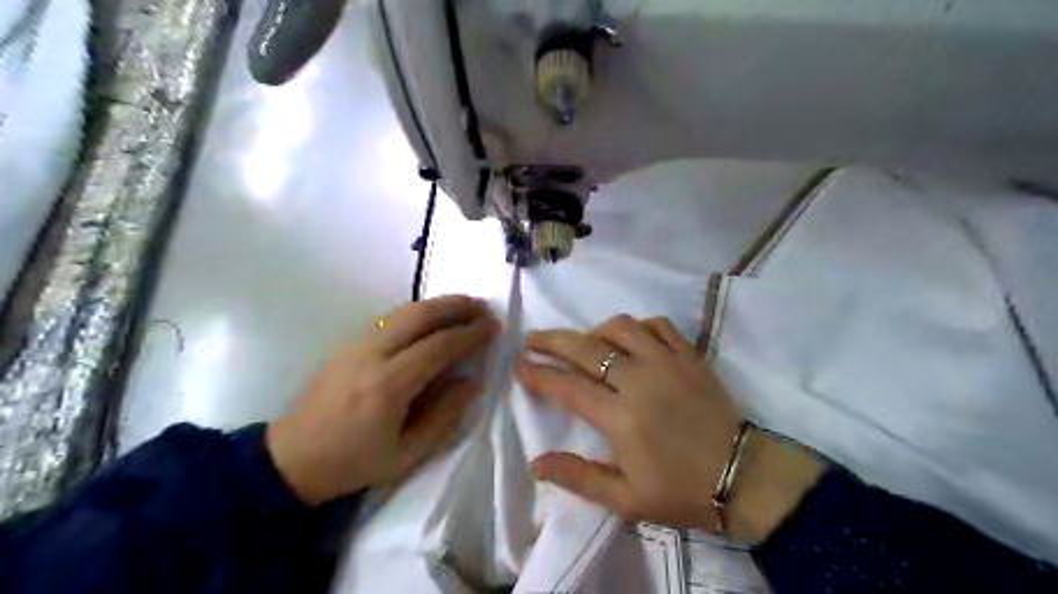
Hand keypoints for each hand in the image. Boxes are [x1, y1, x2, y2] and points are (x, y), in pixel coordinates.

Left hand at [265, 294, 496, 502]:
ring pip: (403, 311)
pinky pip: (391, 319)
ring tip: (465, 308)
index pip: (439, 346)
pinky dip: (418, 313)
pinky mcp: (348, 344)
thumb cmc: (354, 463)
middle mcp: (371, 355)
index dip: (470, 334)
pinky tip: (433, 321)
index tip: (493, 327)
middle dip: (456, 306)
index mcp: (388, 386)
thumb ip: (445, 416)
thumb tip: (472, 382)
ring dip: (438, 305)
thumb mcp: (408, 455)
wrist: (291, 459)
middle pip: (420, 315)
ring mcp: (356, 345)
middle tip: (483, 308)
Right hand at [518, 317, 737, 527]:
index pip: (567, 387)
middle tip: (533, 339)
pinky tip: (631, 337)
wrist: (742, 476)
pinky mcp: (690, 355)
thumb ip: (579, 477)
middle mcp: (639, 380)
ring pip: (622, 327)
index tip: (519, 365)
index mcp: (620, 417)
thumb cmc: (681, 490)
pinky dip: (638, 326)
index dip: (538, 374)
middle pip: (585, 348)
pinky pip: (659, 325)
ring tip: (584, 341)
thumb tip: (535, 464)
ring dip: (595, 330)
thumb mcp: (626, 499)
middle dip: (552, 341)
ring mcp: (667, 362)